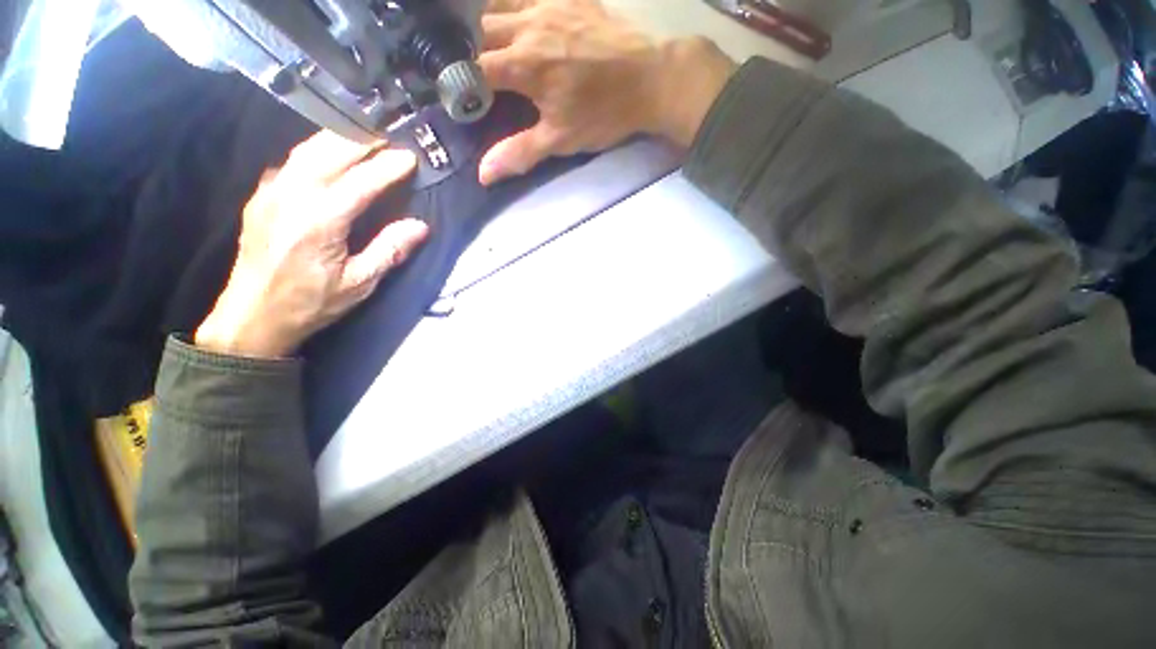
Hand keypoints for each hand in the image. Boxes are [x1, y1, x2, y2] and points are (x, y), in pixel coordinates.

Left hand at [195, 132, 428, 357]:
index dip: (388, 166)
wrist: (252, 316)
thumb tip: (419, 226)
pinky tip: (329, 154)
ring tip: (365, 136)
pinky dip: (316, 150)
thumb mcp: (359, 283)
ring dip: (339, 138)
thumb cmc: (311, 303)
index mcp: (320, 221)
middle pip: (330, 152)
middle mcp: (292, 196)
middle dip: (363, 139)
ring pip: (307, 149)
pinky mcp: (261, 196)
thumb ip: (390, 250)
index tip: (410, 156)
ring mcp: (271, 192)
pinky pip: (291, 161)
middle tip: (391, 135)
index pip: (361, 181)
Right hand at [477, 0, 734, 184]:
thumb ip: (519, 153)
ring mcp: (548, 4)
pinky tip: (521, 22)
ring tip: (498, 49)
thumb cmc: (604, 114)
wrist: (650, 80)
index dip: (462, 86)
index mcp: (524, 65)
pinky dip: (515, 6)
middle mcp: (528, 26)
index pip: (473, 70)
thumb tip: (483, 175)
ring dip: (490, 27)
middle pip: (481, 32)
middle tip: (484, 77)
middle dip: (475, 55)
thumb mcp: (560, 140)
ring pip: (499, 5)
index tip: (465, 102)